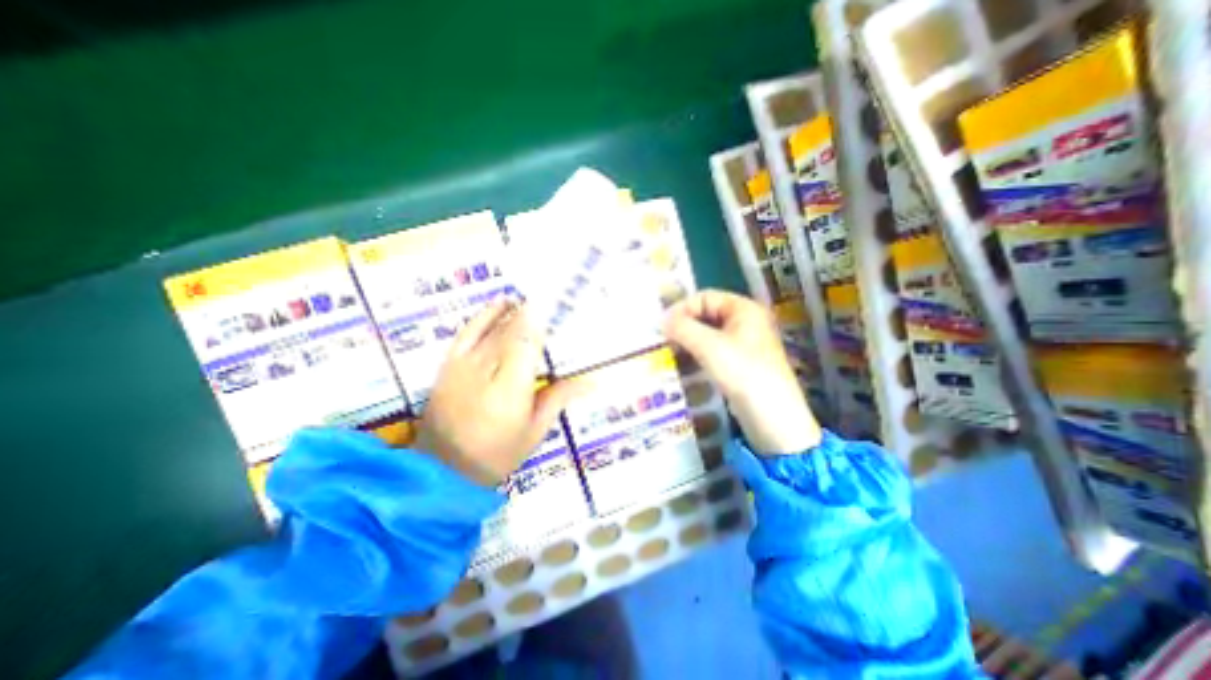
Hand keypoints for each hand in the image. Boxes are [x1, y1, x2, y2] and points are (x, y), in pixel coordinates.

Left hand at [417, 300, 575, 484]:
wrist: (443, 469)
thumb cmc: (497, 454)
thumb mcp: (535, 431)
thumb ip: (560, 397)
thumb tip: (593, 381)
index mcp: (511, 388)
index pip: (527, 342)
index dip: (541, 320)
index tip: (558, 304)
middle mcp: (486, 369)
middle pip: (512, 330)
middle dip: (532, 313)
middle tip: (552, 300)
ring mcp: (464, 364)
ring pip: (493, 327)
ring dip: (513, 310)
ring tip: (531, 299)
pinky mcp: (449, 364)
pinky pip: (468, 331)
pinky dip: (484, 315)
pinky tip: (500, 303)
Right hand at [662, 289, 823, 454]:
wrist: (772, 417)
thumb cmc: (742, 372)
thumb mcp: (709, 346)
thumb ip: (682, 328)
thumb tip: (661, 320)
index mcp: (744, 309)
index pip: (705, 297)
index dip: (682, 308)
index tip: (663, 325)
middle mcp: (746, 321)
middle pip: (707, 314)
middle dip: (685, 324)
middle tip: (664, 338)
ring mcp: (745, 343)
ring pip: (709, 333)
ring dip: (689, 339)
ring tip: (670, 350)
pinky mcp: (741, 363)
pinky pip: (714, 349)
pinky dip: (698, 352)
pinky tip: (685, 362)